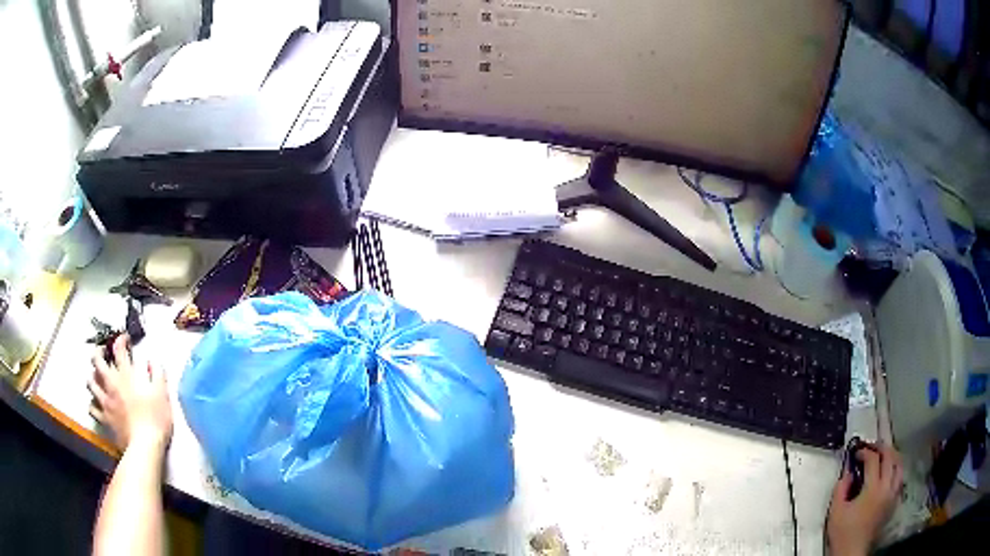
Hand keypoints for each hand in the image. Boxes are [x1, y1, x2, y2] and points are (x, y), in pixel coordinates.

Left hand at [88, 335, 172, 452]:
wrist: (145, 446)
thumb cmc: (155, 419)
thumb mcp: (163, 394)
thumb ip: (157, 374)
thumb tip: (152, 362)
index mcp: (126, 375)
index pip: (118, 348)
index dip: (120, 340)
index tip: (125, 339)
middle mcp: (111, 383)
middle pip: (97, 361)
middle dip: (98, 352)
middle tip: (102, 352)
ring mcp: (105, 401)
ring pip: (91, 382)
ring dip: (92, 377)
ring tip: (96, 377)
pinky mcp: (104, 418)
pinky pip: (92, 407)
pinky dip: (93, 403)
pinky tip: (96, 403)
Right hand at [827, 444, 903, 555]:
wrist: (852, 551)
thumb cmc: (843, 532)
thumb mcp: (836, 511)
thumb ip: (841, 488)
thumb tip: (848, 472)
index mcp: (873, 488)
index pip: (873, 460)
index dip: (865, 452)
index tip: (856, 453)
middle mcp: (886, 487)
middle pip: (890, 458)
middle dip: (881, 448)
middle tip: (871, 447)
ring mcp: (892, 494)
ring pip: (899, 466)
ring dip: (892, 457)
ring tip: (883, 455)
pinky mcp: (894, 502)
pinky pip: (899, 479)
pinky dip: (896, 471)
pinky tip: (889, 473)